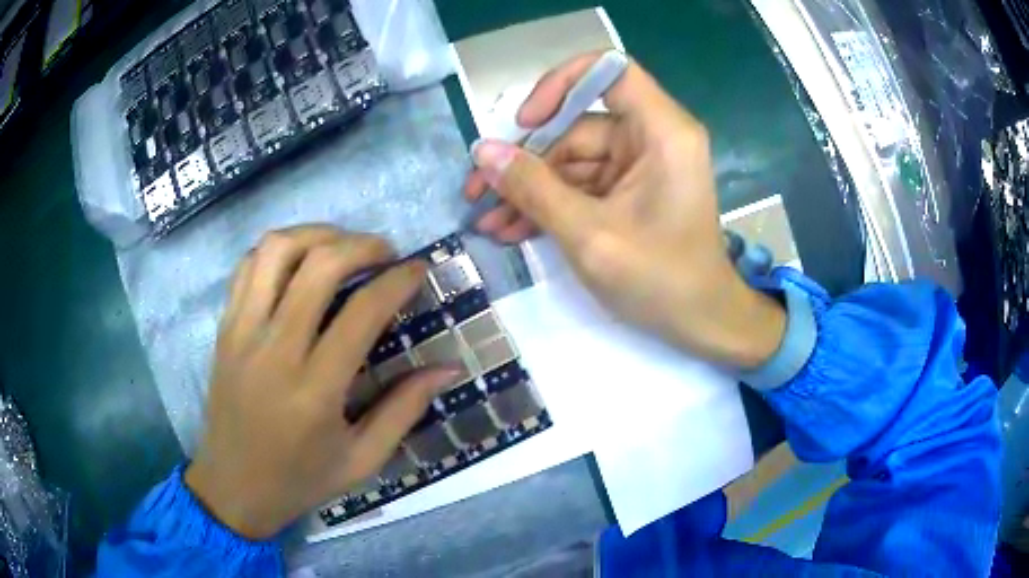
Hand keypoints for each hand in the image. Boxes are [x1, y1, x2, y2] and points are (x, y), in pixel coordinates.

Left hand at [184, 225, 459, 539]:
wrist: (232, 486)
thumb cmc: (300, 479)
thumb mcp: (362, 460)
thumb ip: (405, 410)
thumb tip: (448, 368)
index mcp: (315, 390)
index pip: (362, 311)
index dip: (398, 280)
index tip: (419, 269)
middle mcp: (274, 350)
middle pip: (318, 265)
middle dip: (362, 245)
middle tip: (385, 252)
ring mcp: (242, 332)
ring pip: (276, 251)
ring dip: (317, 234)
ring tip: (342, 245)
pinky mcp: (224, 327)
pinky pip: (248, 266)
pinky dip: (279, 249)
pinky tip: (299, 261)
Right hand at [464, 52, 784, 367]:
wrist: (701, 323)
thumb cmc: (660, 280)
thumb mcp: (589, 235)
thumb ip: (534, 189)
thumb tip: (483, 153)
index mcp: (662, 132)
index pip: (609, 71)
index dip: (561, 84)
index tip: (526, 121)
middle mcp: (653, 137)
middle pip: (577, 125)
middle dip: (525, 161)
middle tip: (477, 192)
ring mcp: (640, 165)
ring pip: (572, 160)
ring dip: (529, 190)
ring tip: (486, 221)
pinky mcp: (629, 191)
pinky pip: (582, 185)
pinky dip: (550, 205)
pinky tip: (511, 229)